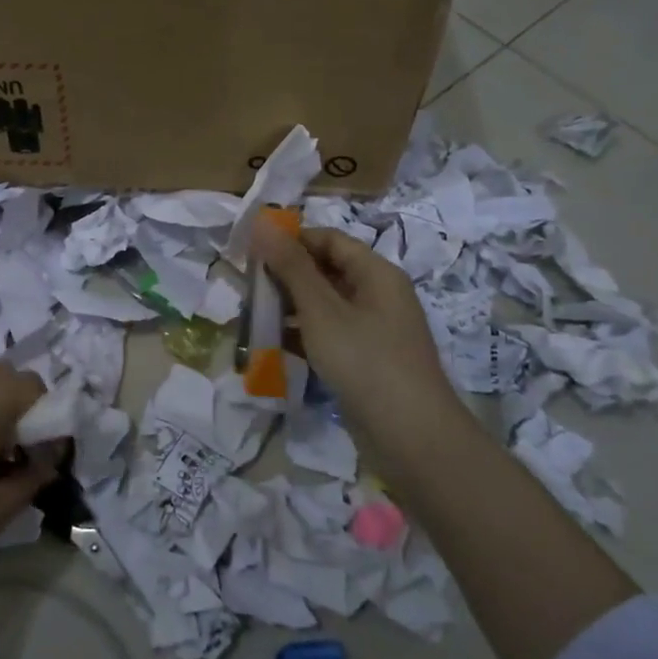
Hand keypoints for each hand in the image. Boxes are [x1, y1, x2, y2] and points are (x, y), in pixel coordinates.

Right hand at [250, 214, 460, 440]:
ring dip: (289, 307)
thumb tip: (261, 221)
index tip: (251, 251)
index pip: (329, 239)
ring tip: (253, 314)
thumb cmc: (365, 361)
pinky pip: (329, 334)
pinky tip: (273, 345)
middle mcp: (378, 295)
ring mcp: (374, 330)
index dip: (291, 240)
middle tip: (247, 286)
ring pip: (325, 305)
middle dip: (285, 275)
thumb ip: (290, 266)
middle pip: (326, 271)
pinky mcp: (366, 360)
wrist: (410, 436)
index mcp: (376, 274)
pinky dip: (302, 335)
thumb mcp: (321, 310)